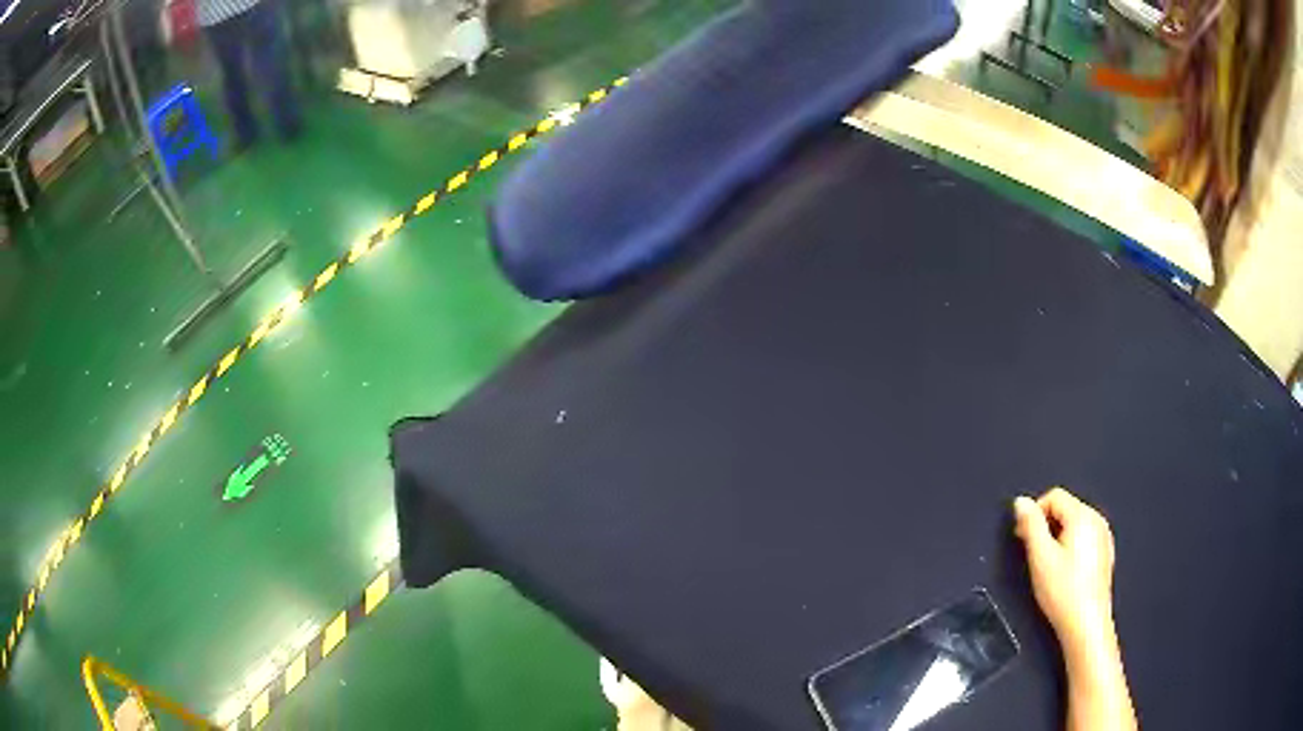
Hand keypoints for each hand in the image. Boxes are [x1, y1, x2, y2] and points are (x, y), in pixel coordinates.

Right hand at [1012, 488, 1116, 645]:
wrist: (1086, 625)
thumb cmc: (1063, 592)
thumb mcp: (1040, 558)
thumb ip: (1031, 525)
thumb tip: (1021, 502)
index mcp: (1083, 516)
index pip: (1054, 496)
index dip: (1034, 512)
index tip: (1022, 537)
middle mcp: (1097, 520)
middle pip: (1066, 508)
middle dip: (1046, 526)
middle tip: (1032, 553)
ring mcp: (1104, 537)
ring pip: (1075, 524)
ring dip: (1058, 537)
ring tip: (1047, 566)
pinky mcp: (1105, 554)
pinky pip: (1084, 538)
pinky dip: (1071, 547)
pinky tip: (1065, 573)